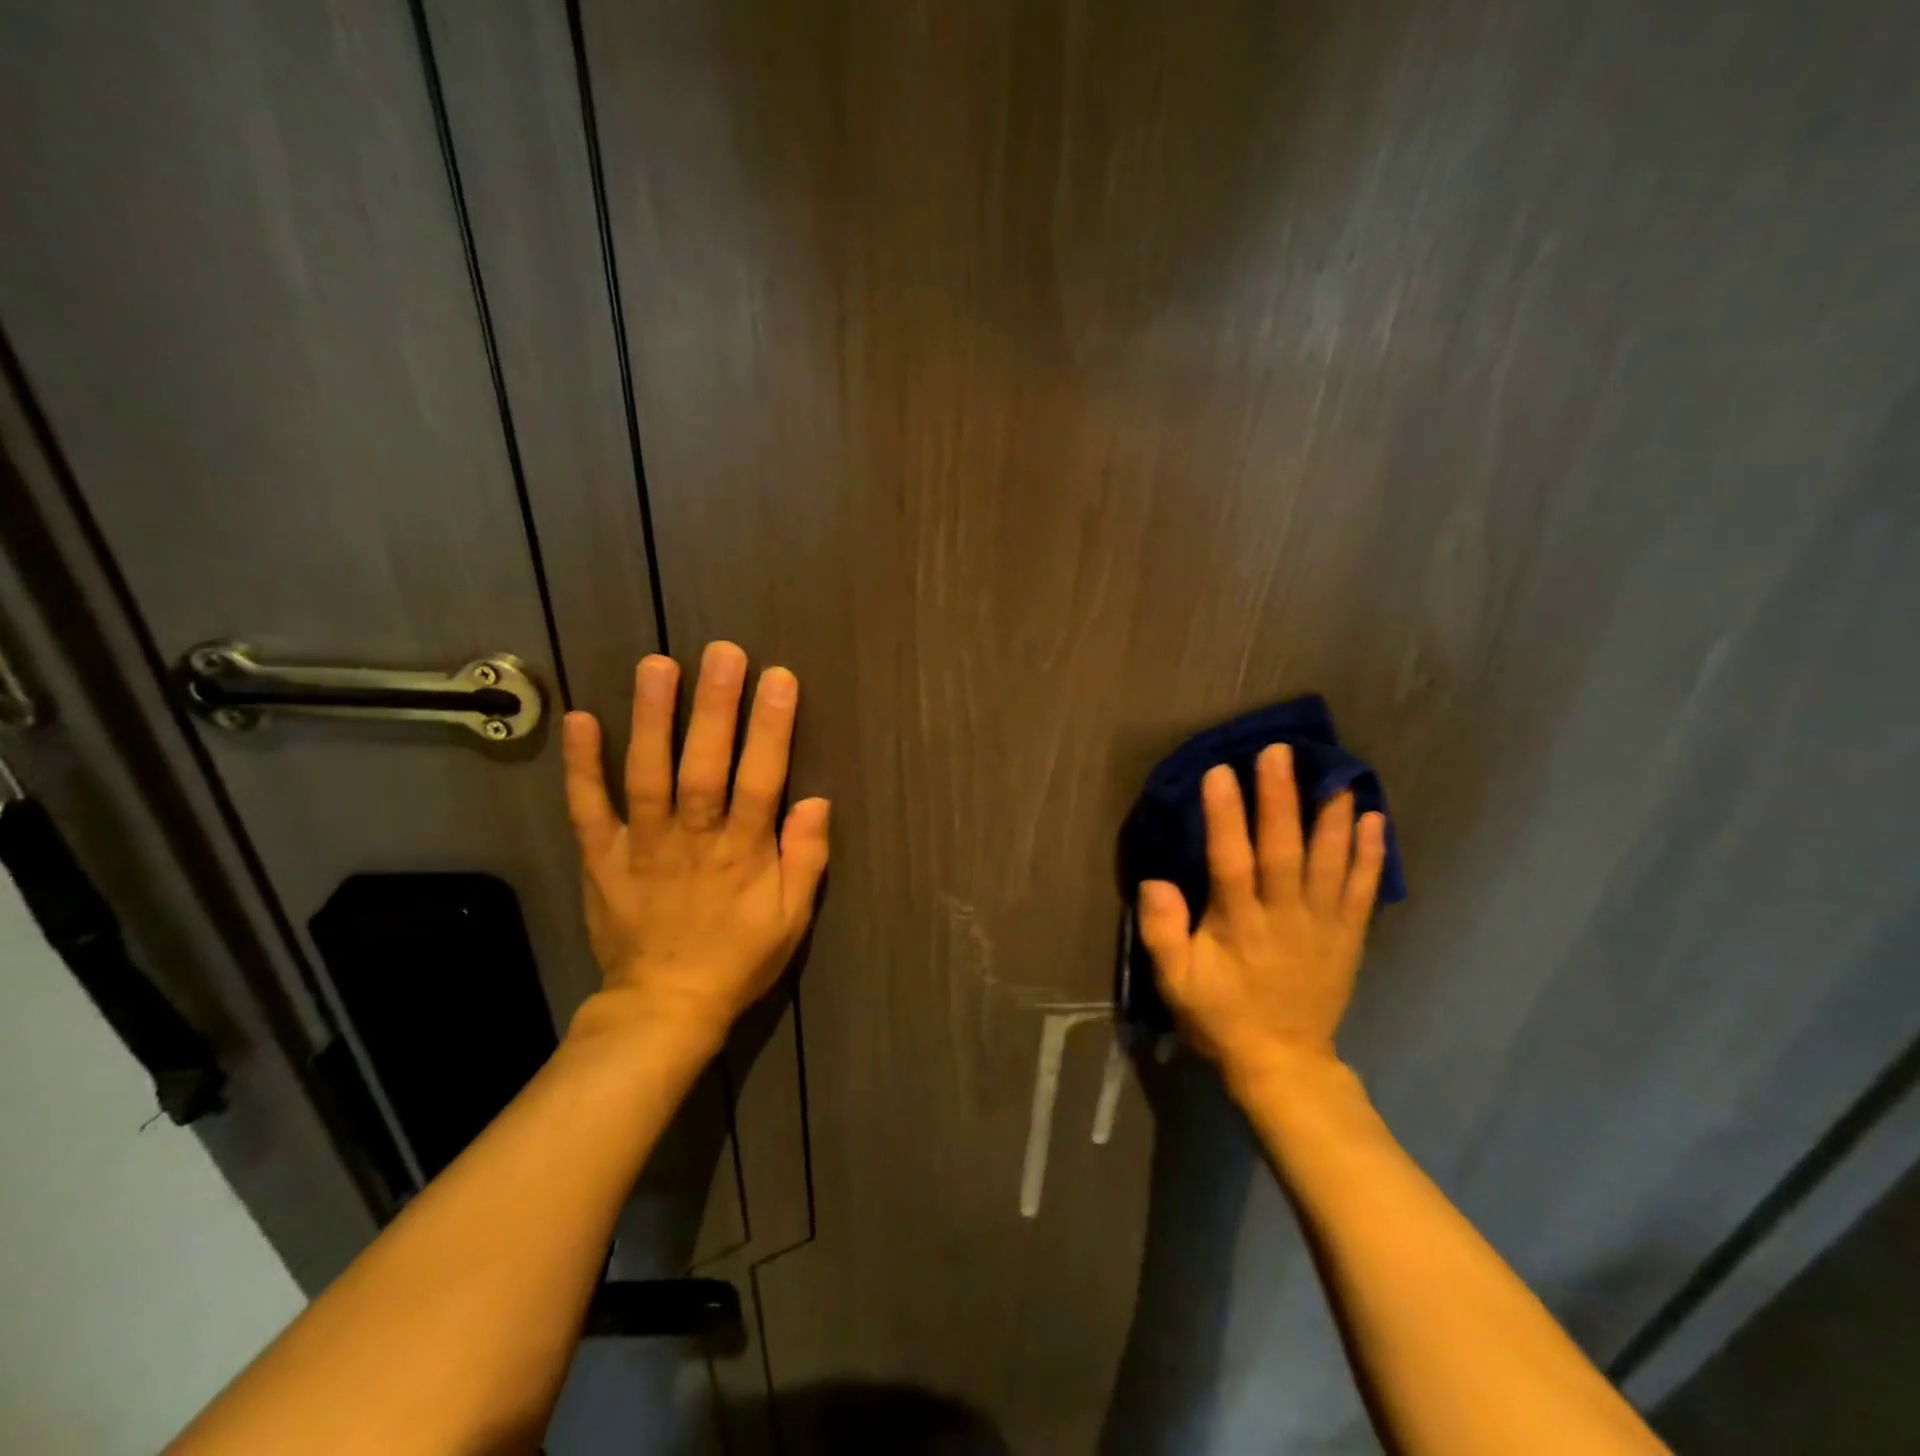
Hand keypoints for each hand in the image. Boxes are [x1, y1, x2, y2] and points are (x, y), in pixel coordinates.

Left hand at [559, 641, 830, 1056]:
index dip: (770, 729)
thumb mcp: (792, 919)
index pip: (761, 781)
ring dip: (652, 721)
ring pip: (648, 777)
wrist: (665, 1007)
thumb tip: (816, 800)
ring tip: (657, 665)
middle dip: (715, 708)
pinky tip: (581, 719)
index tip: (778, 679)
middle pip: (705, 767)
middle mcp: (693, 841)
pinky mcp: (602, 858)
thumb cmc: (738, 958)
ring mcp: (643, 847)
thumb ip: (807, 859)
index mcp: (743, 855)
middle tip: (721, 652)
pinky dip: (582, 767)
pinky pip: (588, 809)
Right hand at [1137, 744, 1385, 1090]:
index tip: (1220, 772)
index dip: (1225, 816)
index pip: (1230, 860)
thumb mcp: (1175, 983)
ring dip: (1331, 814)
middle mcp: (1284, 916)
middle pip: (1284, 849)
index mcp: (1238, 924)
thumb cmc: (1220, 1016)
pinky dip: (1371, 854)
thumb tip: (1156, 880)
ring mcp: (1322, 924)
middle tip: (1279, 752)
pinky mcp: (1348, 935)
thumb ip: (1162, 932)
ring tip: (1335, 770)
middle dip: (1280, 798)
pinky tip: (1374, 819)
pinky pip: (1364, 890)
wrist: (1283, 1063)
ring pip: (1329, 861)